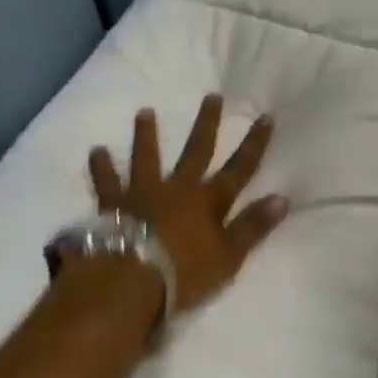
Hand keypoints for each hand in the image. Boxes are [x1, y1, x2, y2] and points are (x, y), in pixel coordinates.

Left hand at [88, 95, 288, 315]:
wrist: (130, 281)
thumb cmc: (184, 275)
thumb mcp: (228, 257)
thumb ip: (253, 226)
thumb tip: (282, 198)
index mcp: (208, 201)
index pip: (240, 168)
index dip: (254, 143)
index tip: (266, 117)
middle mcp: (178, 188)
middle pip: (196, 150)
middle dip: (207, 123)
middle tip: (212, 96)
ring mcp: (143, 192)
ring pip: (147, 157)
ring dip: (146, 134)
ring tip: (144, 112)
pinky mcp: (114, 204)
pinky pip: (106, 181)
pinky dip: (101, 167)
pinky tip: (96, 151)